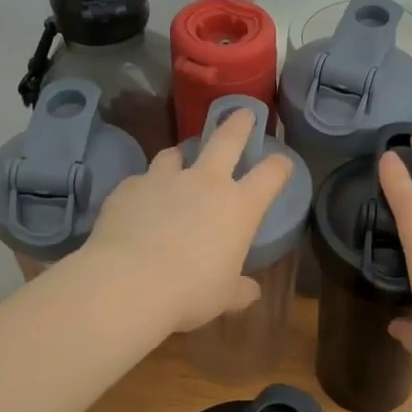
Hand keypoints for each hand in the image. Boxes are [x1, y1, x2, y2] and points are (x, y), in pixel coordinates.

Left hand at [83, 108, 294, 333]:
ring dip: (181, 156)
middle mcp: (205, 182)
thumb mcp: (223, 297)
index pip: (271, 174)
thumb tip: (251, 293)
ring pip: (175, 153)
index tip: (282, 163)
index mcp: (239, 207)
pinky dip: (145, 187)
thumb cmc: (190, 292)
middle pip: (227, 139)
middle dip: (238, 124)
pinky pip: (141, 180)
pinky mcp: (129, 187)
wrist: (128, 283)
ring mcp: (164, 179)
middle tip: (243, 114)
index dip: (280, 165)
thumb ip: (239, 290)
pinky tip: (140, 203)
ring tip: (179, 162)